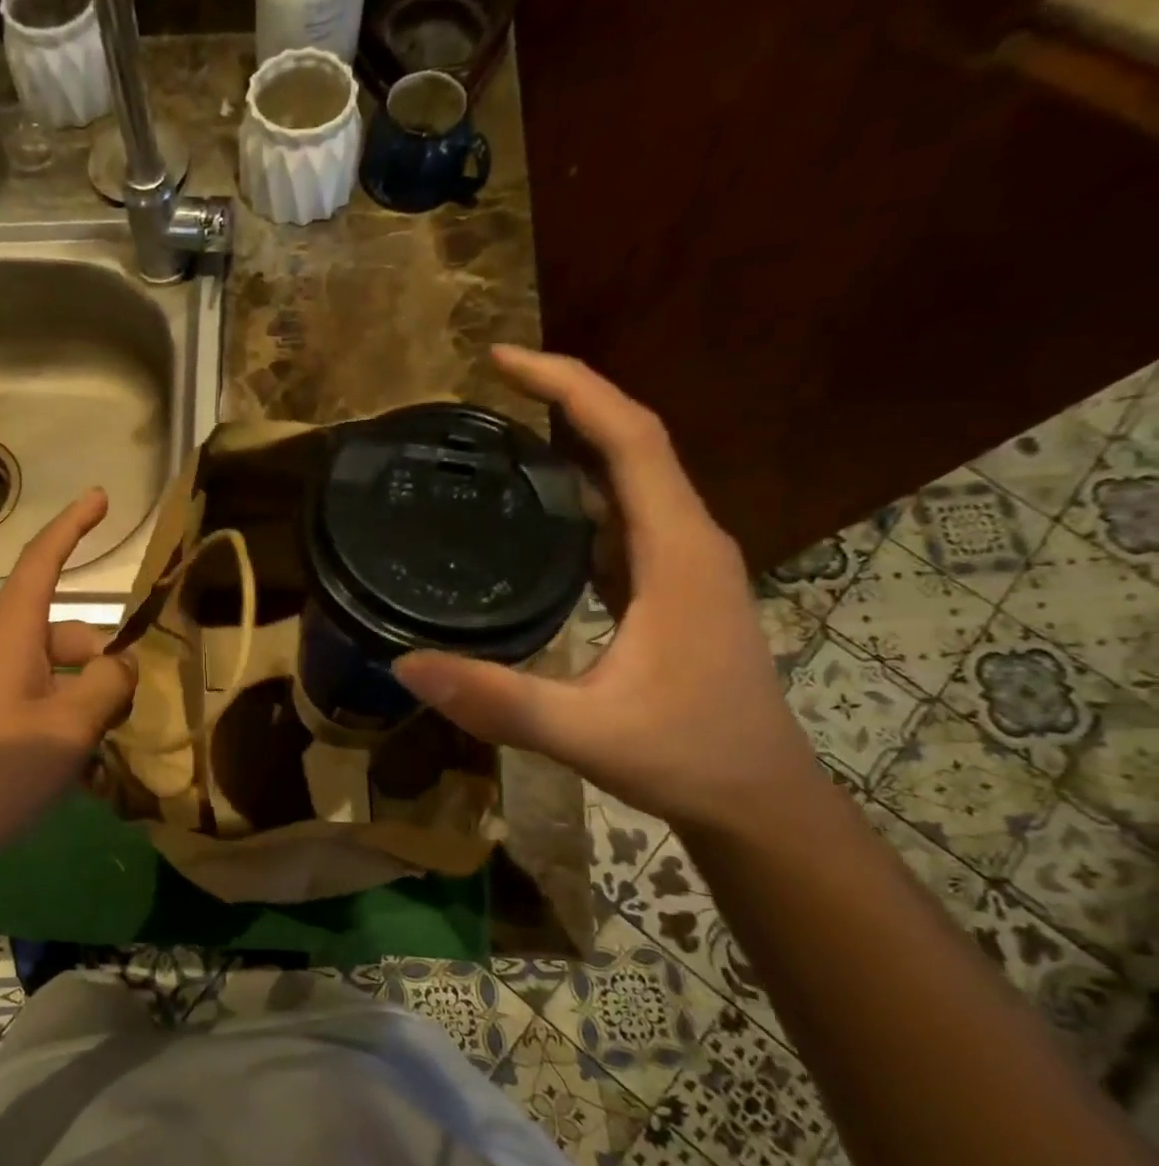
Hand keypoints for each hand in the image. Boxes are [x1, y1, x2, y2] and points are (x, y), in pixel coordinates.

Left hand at [0, 489, 136, 866]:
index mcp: (10, 633)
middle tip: (133, 707)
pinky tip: (81, 772)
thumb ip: (107, 686)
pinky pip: (33, 705)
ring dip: (87, 700)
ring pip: (53, 674)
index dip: (73, 525)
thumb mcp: (67, 728)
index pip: (43, 561)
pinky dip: (63, 723)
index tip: (101, 497)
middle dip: (104, 660)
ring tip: (111, 749)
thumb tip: (123, 665)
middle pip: (63, 633)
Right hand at [392, 346, 821, 833]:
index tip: (502, 363)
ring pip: (628, 482)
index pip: (631, 438)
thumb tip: (405, 663)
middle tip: (484, 395)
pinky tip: (532, 518)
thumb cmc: (688, 757)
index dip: (571, 386)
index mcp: (678, 552)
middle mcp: (688, 542)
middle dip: (563, 403)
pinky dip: (579, 499)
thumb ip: (499, 700)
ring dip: (571, 448)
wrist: (759, 803)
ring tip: (497, 442)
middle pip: (631, 443)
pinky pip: (622, 522)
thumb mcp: (587, 731)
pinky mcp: (670, 592)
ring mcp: (683, 567)